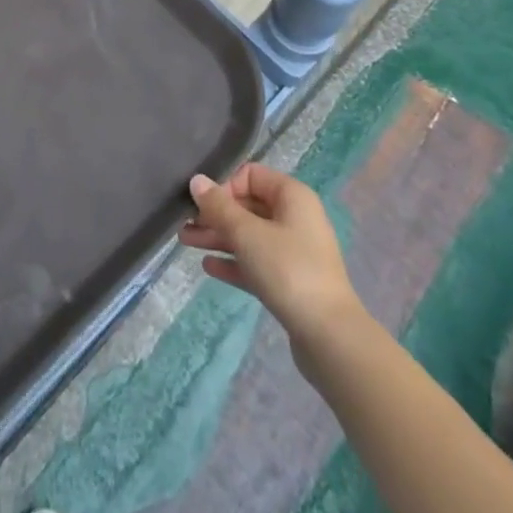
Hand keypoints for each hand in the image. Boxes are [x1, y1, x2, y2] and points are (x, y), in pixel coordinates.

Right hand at [180, 164, 364, 366]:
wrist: (328, 336)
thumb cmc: (288, 270)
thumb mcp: (247, 233)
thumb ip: (219, 206)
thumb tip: (197, 180)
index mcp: (292, 196)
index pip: (251, 175)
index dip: (225, 187)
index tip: (206, 207)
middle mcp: (295, 218)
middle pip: (248, 206)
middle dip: (215, 214)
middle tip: (184, 225)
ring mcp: (294, 251)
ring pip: (249, 235)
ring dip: (218, 236)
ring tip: (185, 242)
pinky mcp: (290, 281)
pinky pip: (256, 262)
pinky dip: (234, 261)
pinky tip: (208, 267)